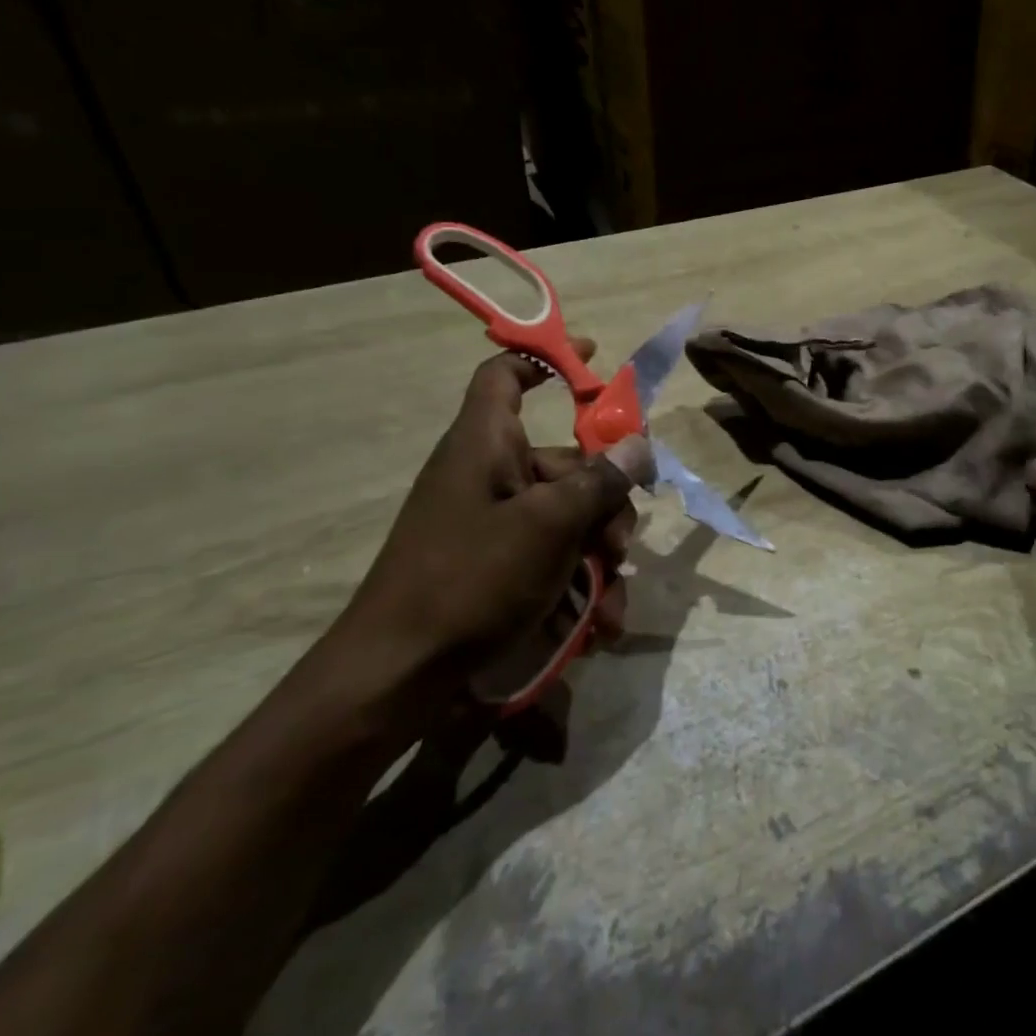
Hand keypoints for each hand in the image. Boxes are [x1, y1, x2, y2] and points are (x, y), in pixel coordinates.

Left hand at [339, 348, 654, 677]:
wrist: (396, 676)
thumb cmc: (470, 579)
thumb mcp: (548, 525)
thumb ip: (600, 481)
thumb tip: (639, 444)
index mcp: (486, 444)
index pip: (506, 375)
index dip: (546, 359)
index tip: (593, 361)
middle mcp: (489, 475)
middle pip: (565, 463)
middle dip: (605, 504)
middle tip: (620, 545)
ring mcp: (493, 524)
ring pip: (568, 519)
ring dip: (598, 558)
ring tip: (610, 603)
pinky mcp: (496, 567)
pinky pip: (551, 558)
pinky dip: (577, 587)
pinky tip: (597, 626)